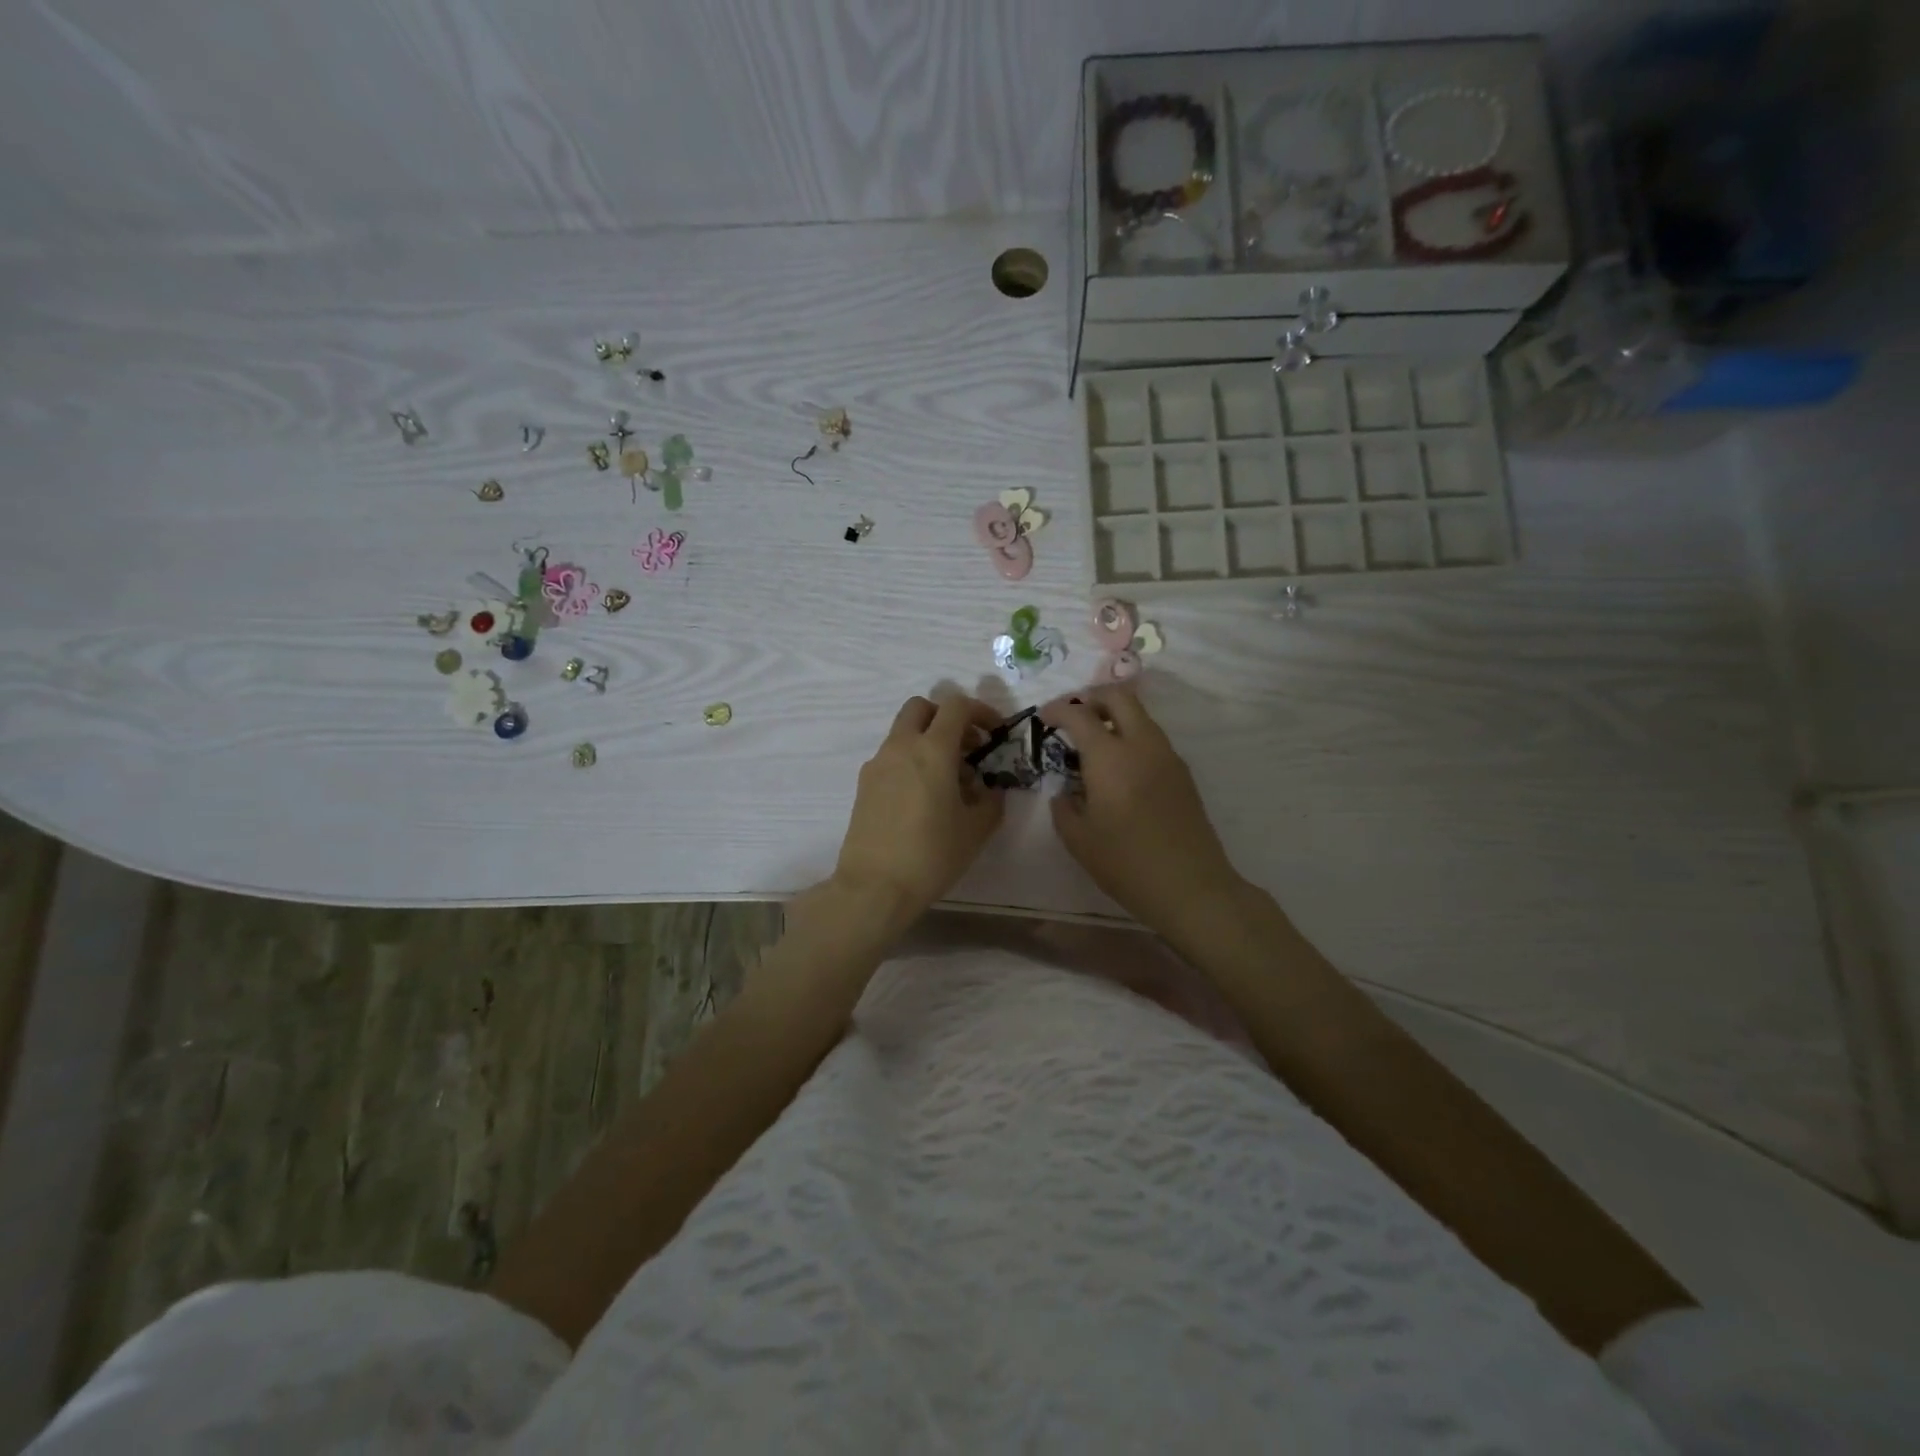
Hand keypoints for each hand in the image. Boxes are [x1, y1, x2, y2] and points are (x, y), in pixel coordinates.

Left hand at [832, 695, 1005, 929]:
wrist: (874, 887)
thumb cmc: (932, 855)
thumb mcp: (976, 830)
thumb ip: (991, 800)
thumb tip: (989, 788)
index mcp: (932, 750)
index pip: (956, 706)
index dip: (980, 711)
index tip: (994, 734)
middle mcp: (901, 747)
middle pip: (921, 707)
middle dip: (946, 718)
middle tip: (966, 747)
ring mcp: (877, 764)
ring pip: (903, 733)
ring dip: (927, 741)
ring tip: (948, 780)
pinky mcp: (864, 784)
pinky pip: (891, 757)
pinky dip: (910, 761)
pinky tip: (922, 798)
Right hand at [1042, 687, 1245, 939]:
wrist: (1190, 886)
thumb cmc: (1126, 864)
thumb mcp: (1078, 840)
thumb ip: (1064, 807)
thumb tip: (1065, 791)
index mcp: (1110, 757)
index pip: (1079, 715)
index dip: (1057, 710)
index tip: (1043, 718)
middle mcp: (1141, 745)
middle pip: (1118, 697)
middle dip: (1091, 698)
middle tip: (1072, 716)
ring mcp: (1167, 756)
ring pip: (1140, 715)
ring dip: (1114, 716)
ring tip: (1093, 742)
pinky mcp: (1182, 773)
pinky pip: (1152, 738)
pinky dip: (1131, 736)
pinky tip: (1119, 767)